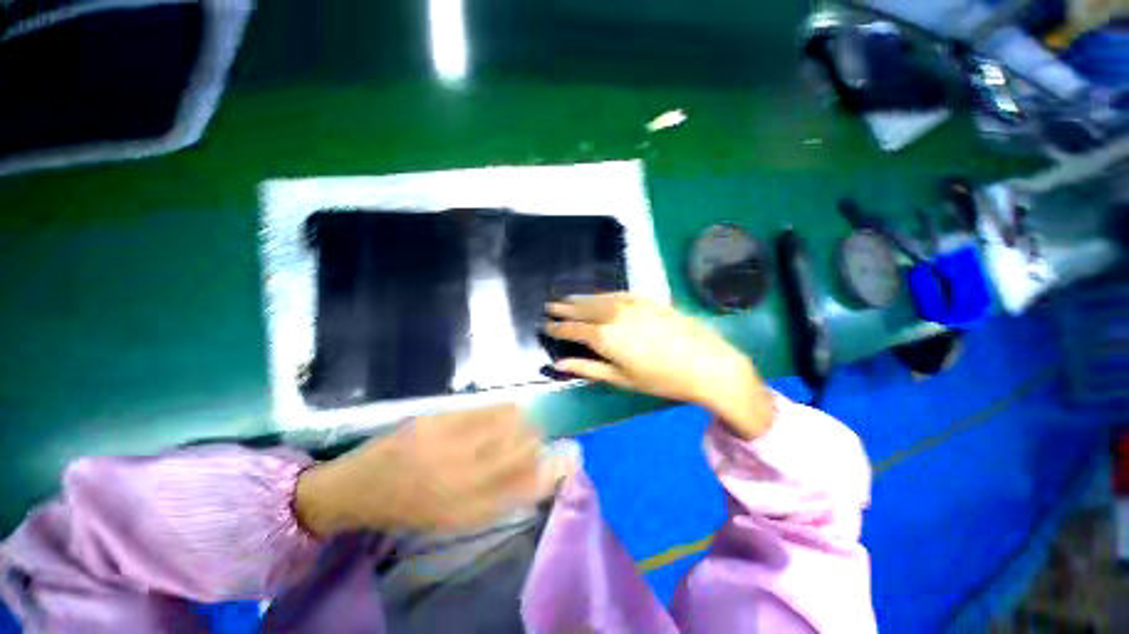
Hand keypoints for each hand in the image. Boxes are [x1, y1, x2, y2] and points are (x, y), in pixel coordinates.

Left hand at [295, 405, 569, 537]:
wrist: (357, 487)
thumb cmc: (408, 509)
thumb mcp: (451, 516)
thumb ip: (493, 497)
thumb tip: (533, 474)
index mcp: (465, 509)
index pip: (523, 489)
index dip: (549, 472)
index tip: (565, 461)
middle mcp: (460, 480)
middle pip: (519, 454)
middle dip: (539, 444)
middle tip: (541, 438)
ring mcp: (447, 447)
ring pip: (506, 428)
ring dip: (525, 423)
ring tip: (527, 422)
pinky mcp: (436, 422)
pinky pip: (484, 411)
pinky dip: (505, 409)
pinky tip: (511, 409)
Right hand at [544, 293, 772, 438]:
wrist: (705, 362)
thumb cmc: (661, 378)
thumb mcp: (621, 379)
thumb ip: (588, 369)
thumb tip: (560, 364)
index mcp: (605, 337)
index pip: (573, 329)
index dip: (557, 327)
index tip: (544, 324)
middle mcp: (613, 315)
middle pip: (582, 309)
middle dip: (564, 308)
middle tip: (549, 306)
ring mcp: (630, 304)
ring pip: (598, 298)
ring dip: (580, 298)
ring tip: (567, 298)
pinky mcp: (646, 299)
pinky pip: (616, 294)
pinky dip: (602, 295)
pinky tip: (598, 296)